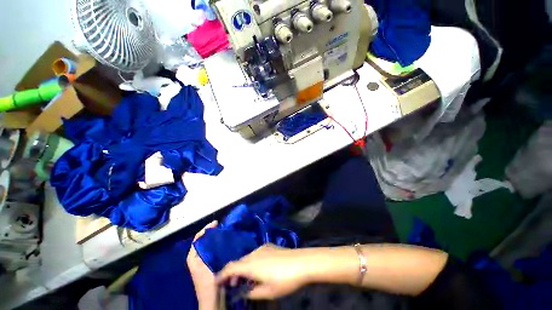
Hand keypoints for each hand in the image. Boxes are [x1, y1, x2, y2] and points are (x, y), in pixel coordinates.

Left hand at [187, 220, 218, 309]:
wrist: (213, 303)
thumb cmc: (209, 286)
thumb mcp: (208, 269)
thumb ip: (210, 254)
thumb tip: (216, 237)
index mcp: (194, 259)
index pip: (197, 240)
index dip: (205, 230)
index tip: (216, 223)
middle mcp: (198, 259)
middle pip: (204, 242)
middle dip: (212, 233)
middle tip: (223, 226)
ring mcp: (206, 263)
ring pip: (210, 246)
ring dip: (217, 239)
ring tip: (226, 232)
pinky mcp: (212, 266)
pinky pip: (216, 252)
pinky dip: (220, 246)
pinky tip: (228, 244)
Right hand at [216, 244, 310, 299]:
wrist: (301, 262)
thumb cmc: (284, 279)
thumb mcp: (267, 291)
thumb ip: (252, 292)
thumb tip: (243, 292)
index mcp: (251, 264)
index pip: (230, 267)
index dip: (221, 274)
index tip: (216, 282)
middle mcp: (254, 253)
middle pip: (238, 262)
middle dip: (233, 273)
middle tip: (233, 285)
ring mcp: (262, 248)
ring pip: (247, 257)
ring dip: (243, 268)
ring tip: (246, 280)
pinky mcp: (269, 246)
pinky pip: (256, 254)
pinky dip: (252, 262)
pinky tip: (259, 270)